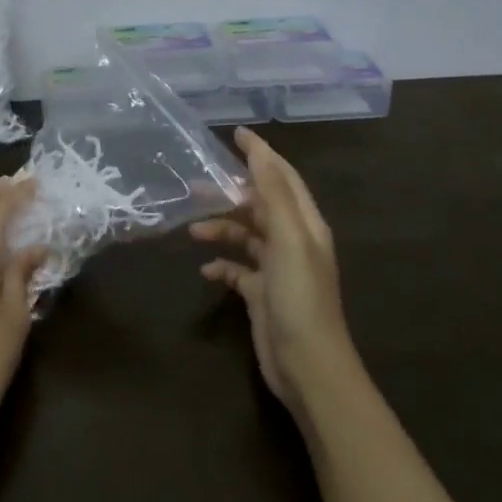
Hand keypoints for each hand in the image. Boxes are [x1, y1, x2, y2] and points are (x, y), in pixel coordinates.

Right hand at [192, 128, 358, 421]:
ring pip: (245, 235)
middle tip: (196, 185)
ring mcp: (277, 270)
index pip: (282, 177)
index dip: (261, 154)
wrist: (308, 367)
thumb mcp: (289, 238)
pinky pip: (236, 269)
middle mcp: (292, 242)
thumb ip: (274, 194)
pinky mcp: (261, 295)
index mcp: (305, 225)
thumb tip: (259, 152)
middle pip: (259, 205)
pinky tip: (205, 270)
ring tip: (193, 230)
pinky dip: (220, 264)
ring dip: (220, 229)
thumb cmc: (300, 297)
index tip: (235, 134)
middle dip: (230, 193)